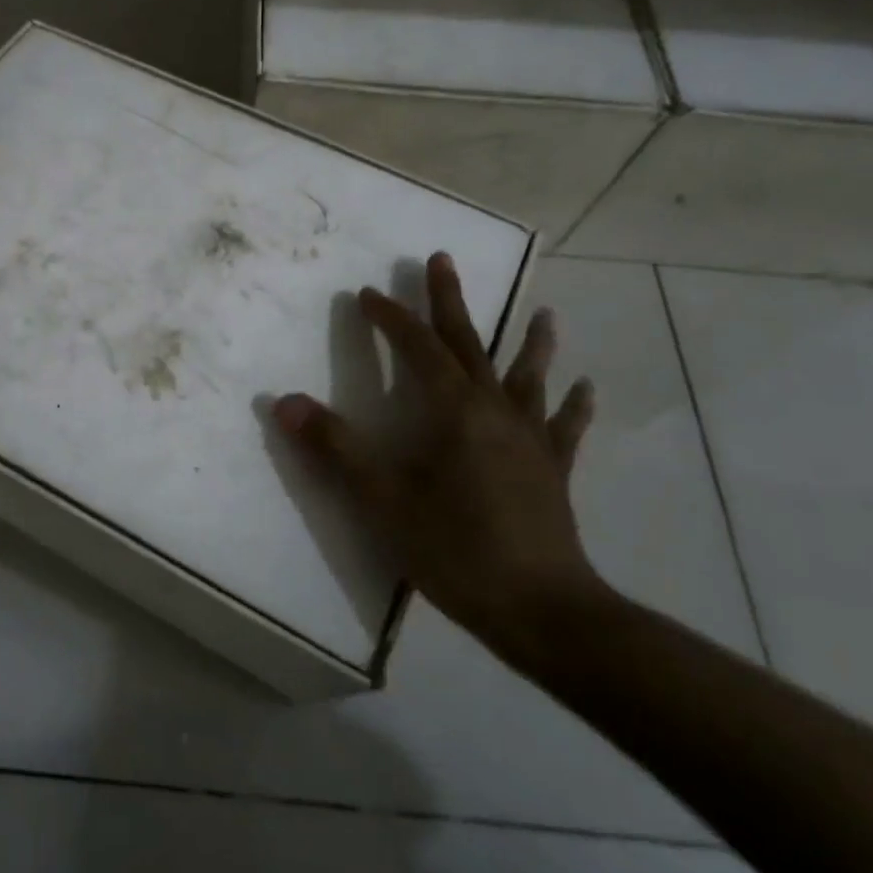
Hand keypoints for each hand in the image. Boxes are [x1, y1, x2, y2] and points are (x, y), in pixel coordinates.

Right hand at [273, 252, 602, 659]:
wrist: (543, 612)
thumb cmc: (457, 551)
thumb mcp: (383, 500)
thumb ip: (336, 447)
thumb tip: (286, 401)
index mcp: (453, 410)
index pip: (416, 347)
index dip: (391, 318)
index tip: (367, 294)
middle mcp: (495, 410)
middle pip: (469, 344)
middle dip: (450, 301)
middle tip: (441, 260)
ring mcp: (530, 438)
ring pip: (527, 376)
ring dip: (531, 341)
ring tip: (544, 311)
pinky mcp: (553, 470)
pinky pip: (564, 426)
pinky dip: (573, 404)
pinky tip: (585, 387)